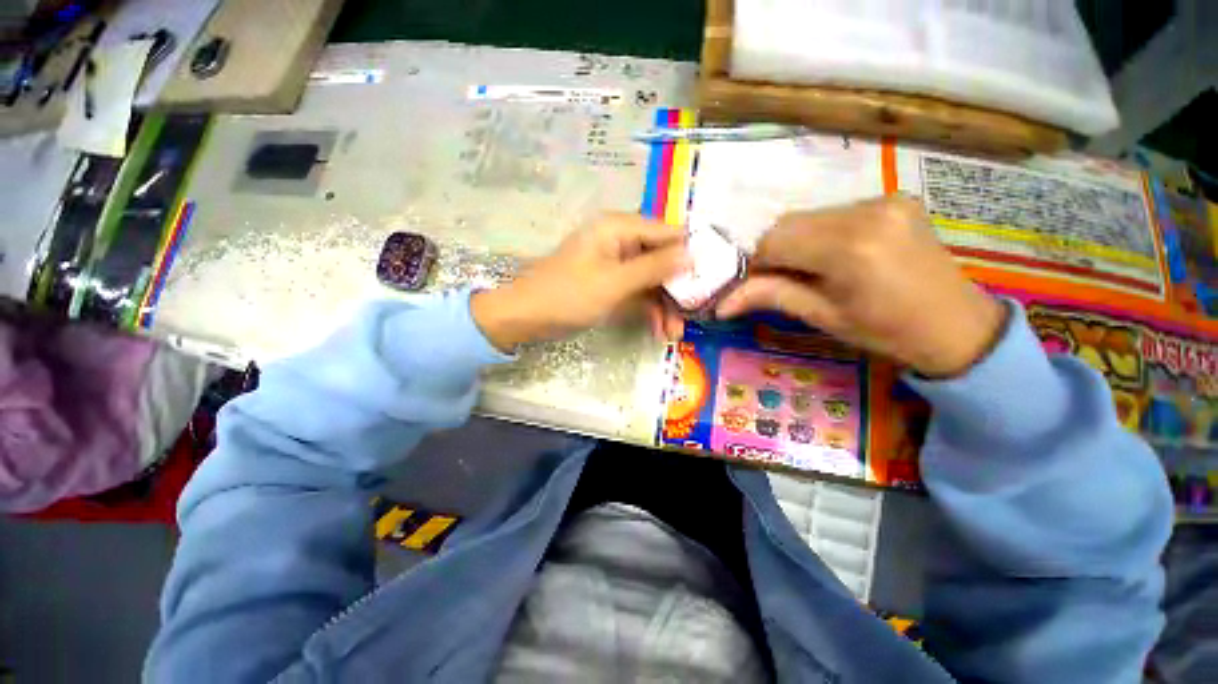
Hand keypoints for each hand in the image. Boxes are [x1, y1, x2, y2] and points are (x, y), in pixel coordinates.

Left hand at [472, 214, 688, 350]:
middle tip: (692, 317)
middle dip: (676, 290)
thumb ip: (653, 267)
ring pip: (652, 280)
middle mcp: (620, 240)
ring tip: (673, 335)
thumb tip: (692, 251)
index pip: (667, 232)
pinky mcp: (611, 283)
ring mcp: (616, 263)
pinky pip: (638, 292)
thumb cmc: (567, 295)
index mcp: (618, 228)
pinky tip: (658, 331)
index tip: (712, 279)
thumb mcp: (614, 283)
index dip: (691, 253)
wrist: (526, 317)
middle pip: (662, 259)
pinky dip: (648, 310)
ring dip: (664, 306)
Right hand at [716, 196, 1006, 376]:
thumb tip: (720, 305)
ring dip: (796, 242)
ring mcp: (883, 200)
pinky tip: (835, 257)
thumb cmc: (887, 331)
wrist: (958, 325)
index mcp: (849, 248)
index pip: (774, 241)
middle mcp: (866, 212)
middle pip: (788, 223)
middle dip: (774, 252)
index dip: (756, 264)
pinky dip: (820, 234)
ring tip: (812, 271)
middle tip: (782, 281)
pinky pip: (834, 213)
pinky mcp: (893, 198)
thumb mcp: (823, 317)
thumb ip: (771, 297)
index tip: (758, 287)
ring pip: (808, 216)